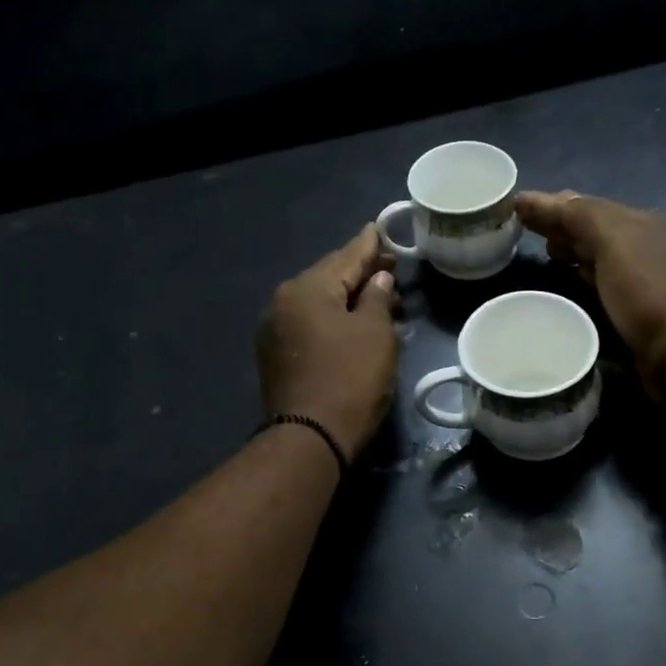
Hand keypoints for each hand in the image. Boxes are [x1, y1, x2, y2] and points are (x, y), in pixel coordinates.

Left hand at [256, 225, 400, 455]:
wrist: (309, 438)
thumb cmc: (349, 378)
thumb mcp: (374, 333)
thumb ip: (376, 297)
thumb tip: (377, 278)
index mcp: (305, 289)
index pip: (345, 257)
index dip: (368, 245)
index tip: (380, 228)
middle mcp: (283, 302)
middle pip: (328, 278)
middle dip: (360, 273)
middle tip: (391, 268)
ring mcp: (274, 330)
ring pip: (319, 303)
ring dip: (349, 299)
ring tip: (381, 299)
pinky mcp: (276, 356)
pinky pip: (310, 325)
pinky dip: (333, 320)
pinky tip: (354, 326)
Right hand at [516, 190, 665, 396]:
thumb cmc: (648, 290)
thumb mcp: (614, 241)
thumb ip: (577, 215)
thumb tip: (533, 198)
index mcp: (641, 223)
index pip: (587, 206)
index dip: (553, 205)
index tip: (517, 207)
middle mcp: (643, 246)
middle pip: (593, 230)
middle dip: (560, 226)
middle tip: (523, 228)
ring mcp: (641, 280)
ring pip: (597, 257)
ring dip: (570, 251)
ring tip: (542, 251)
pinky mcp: (634, 311)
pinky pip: (601, 285)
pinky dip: (581, 277)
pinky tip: (567, 281)